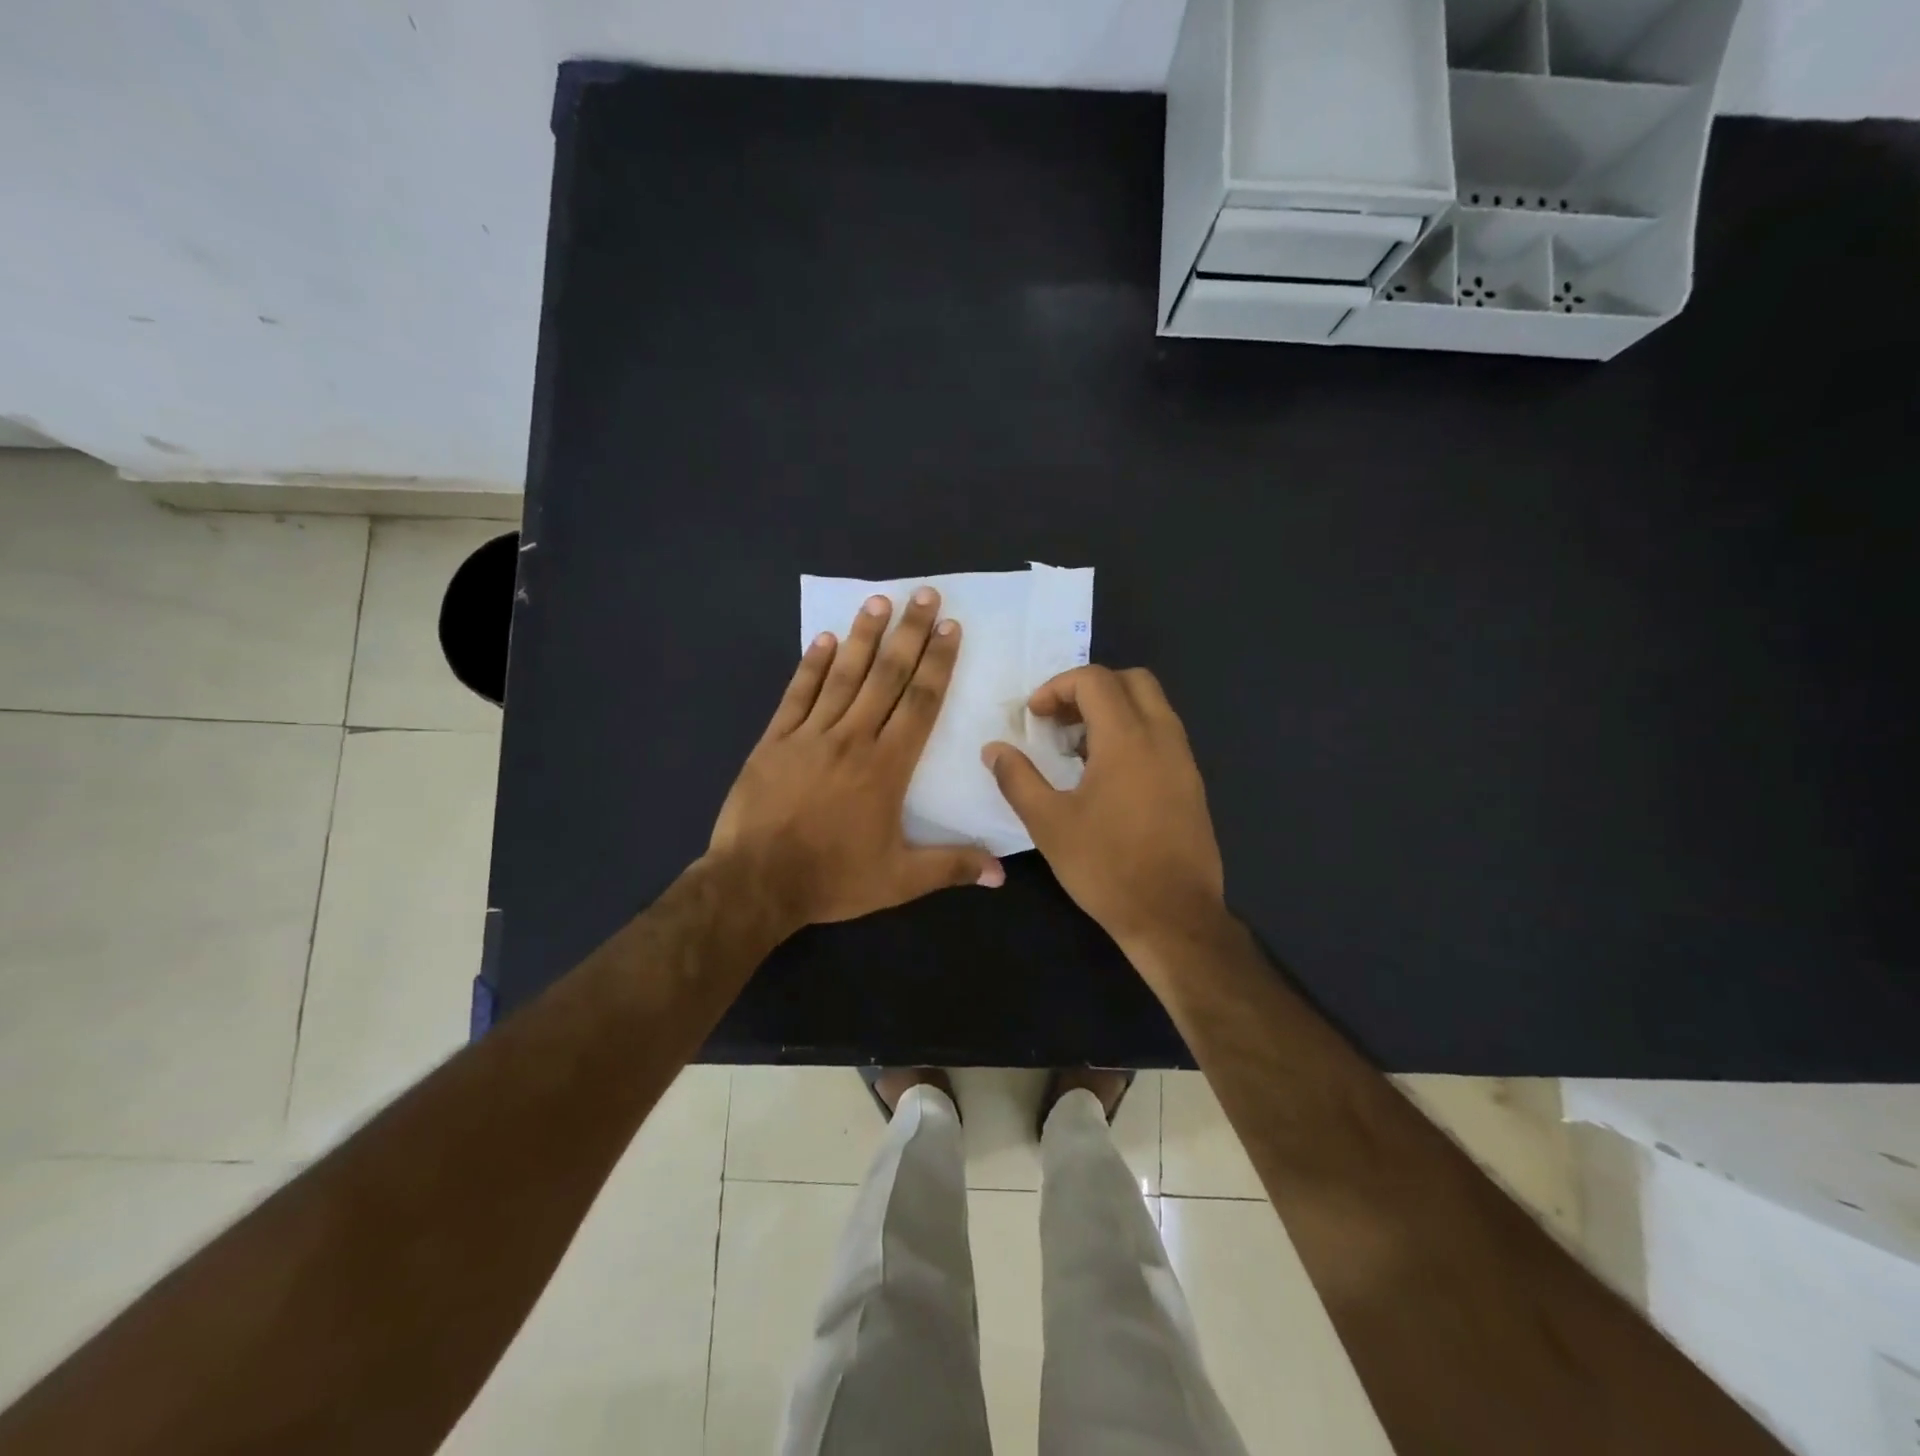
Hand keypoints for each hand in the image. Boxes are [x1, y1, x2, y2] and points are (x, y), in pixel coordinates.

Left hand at [710, 586, 1003, 930]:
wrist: (755, 883)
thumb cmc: (832, 879)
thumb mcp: (899, 881)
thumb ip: (951, 867)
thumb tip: (1002, 874)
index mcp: (886, 767)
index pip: (919, 703)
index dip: (938, 663)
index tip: (950, 628)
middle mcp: (852, 739)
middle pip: (886, 677)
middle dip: (909, 634)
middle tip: (924, 595)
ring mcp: (809, 735)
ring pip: (843, 676)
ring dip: (864, 637)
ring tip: (879, 601)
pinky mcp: (774, 740)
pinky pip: (797, 694)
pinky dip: (812, 665)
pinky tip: (825, 639)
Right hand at [983, 666, 1225, 962]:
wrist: (1173, 917)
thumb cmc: (1106, 867)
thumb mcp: (1048, 823)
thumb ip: (1017, 778)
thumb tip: (994, 749)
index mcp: (1127, 738)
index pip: (1095, 680)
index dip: (1057, 687)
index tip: (1034, 717)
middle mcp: (1162, 737)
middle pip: (1132, 680)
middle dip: (1090, 689)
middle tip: (1059, 721)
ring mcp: (1184, 761)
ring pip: (1152, 707)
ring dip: (1114, 711)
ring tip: (1078, 749)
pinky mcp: (1192, 784)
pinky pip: (1163, 736)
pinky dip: (1133, 734)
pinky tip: (1107, 776)